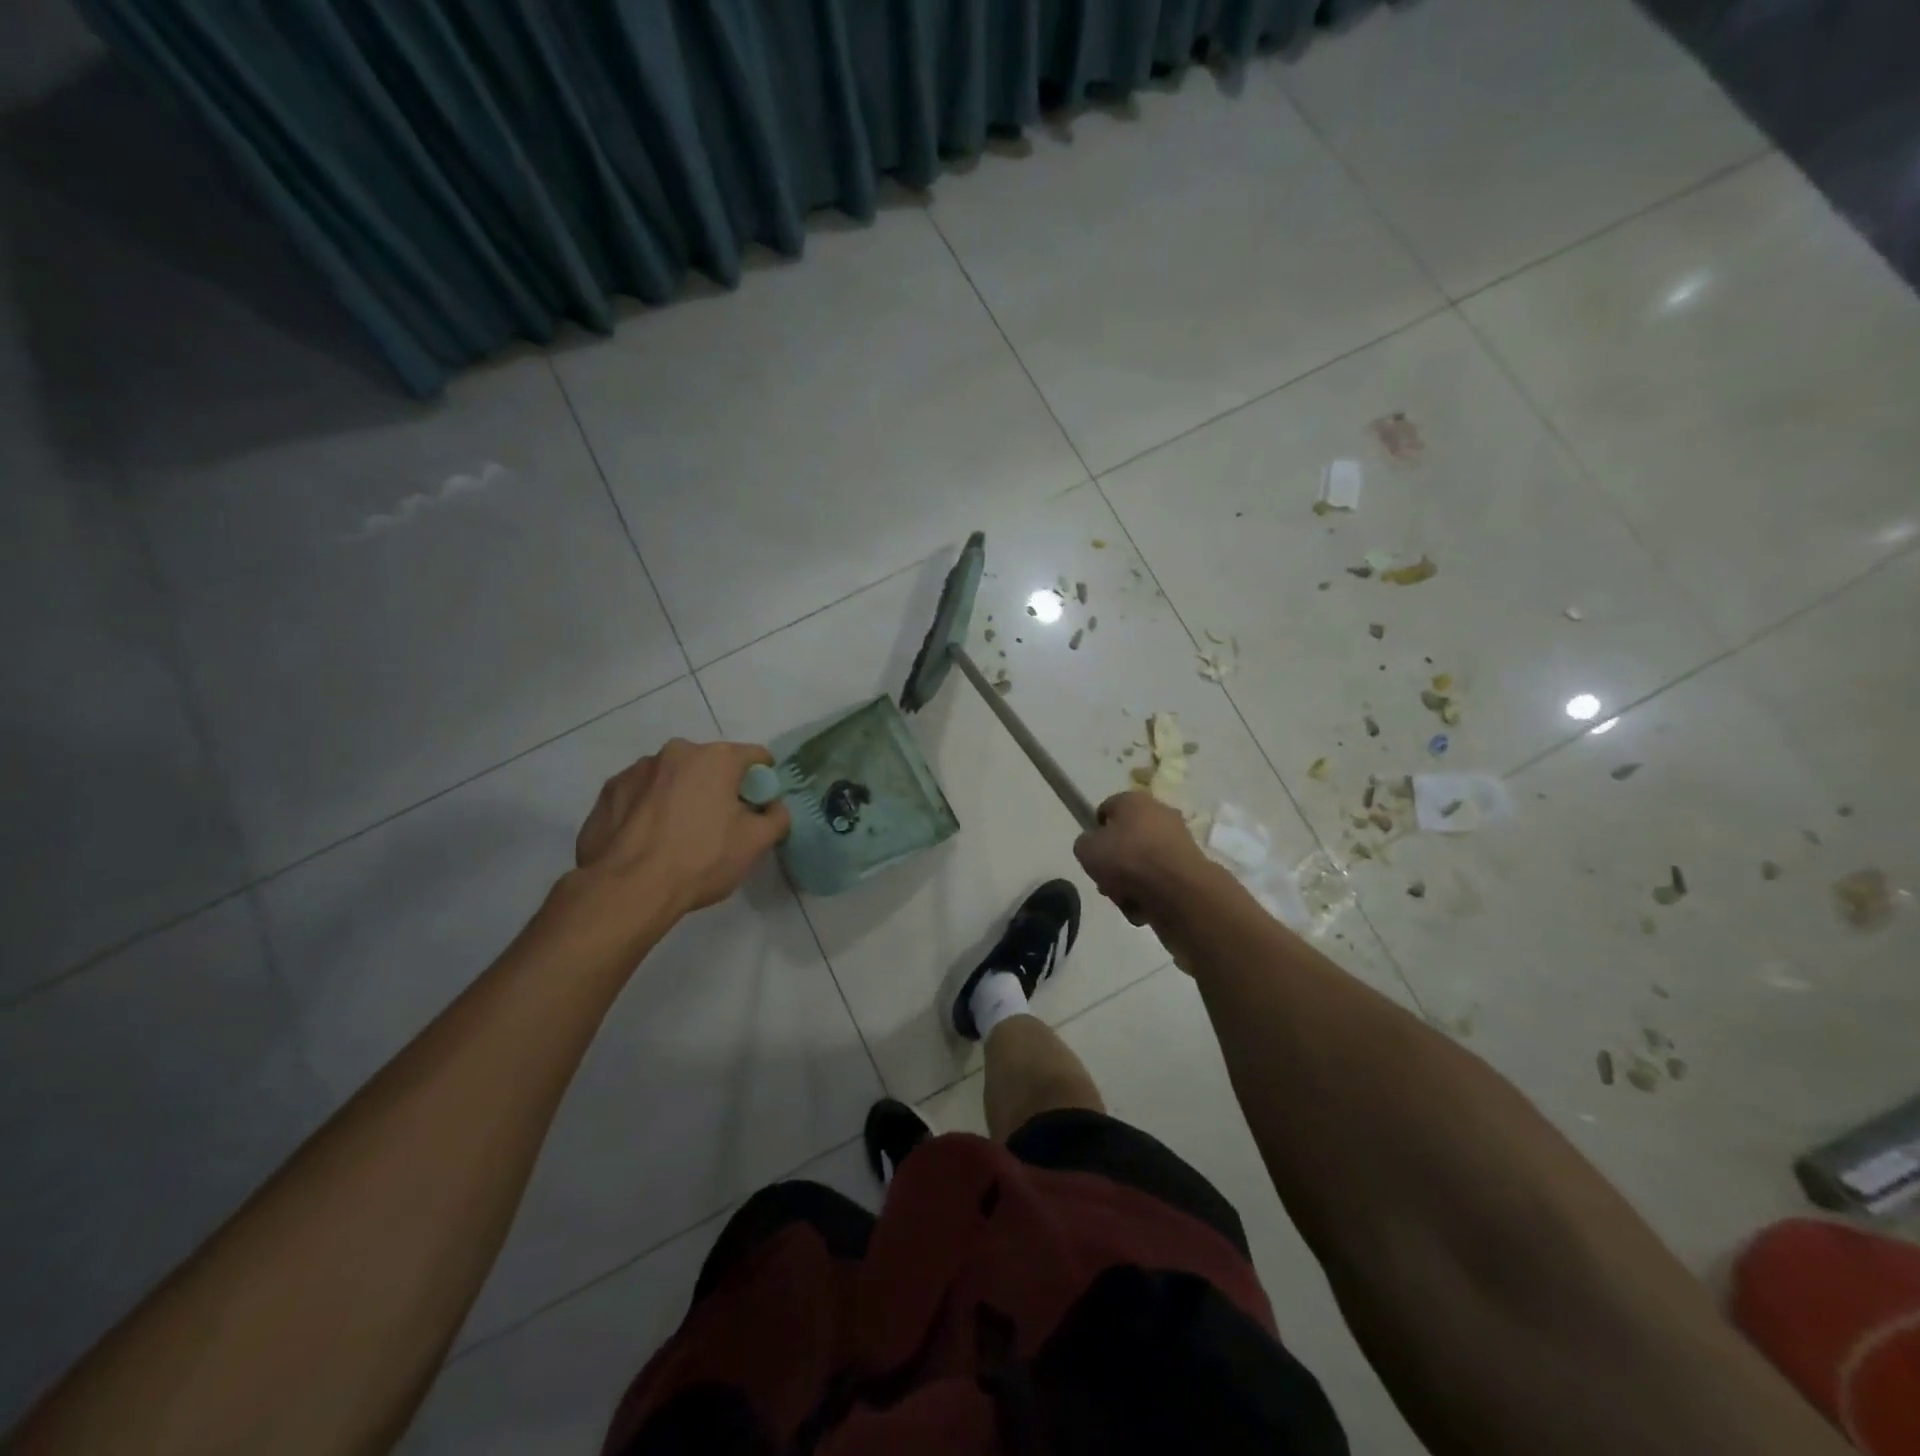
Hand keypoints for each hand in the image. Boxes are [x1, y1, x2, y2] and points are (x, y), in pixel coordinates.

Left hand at [573, 739, 790, 923]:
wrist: (627, 889)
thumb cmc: (701, 860)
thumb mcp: (756, 843)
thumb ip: (777, 817)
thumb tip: (773, 806)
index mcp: (717, 758)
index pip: (755, 757)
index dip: (762, 781)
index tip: (758, 807)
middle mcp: (677, 751)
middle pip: (710, 765)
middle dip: (718, 788)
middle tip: (718, 826)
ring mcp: (638, 769)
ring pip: (673, 778)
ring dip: (681, 795)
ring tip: (676, 835)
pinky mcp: (609, 790)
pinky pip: (641, 793)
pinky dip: (649, 808)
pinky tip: (648, 838)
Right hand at [1073, 790, 1217, 928]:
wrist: (1178, 890)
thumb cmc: (1127, 859)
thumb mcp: (1086, 850)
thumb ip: (1085, 844)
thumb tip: (1095, 847)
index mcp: (1133, 800)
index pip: (1106, 809)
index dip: (1095, 831)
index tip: (1092, 853)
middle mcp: (1159, 813)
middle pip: (1126, 839)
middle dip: (1114, 863)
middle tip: (1106, 882)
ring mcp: (1178, 840)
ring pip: (1143, 862)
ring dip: (1130, 881)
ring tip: (1124, 899)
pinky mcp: (1190, 866)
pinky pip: (1160, 879)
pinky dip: (1150, 893)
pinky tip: (1143, 906)